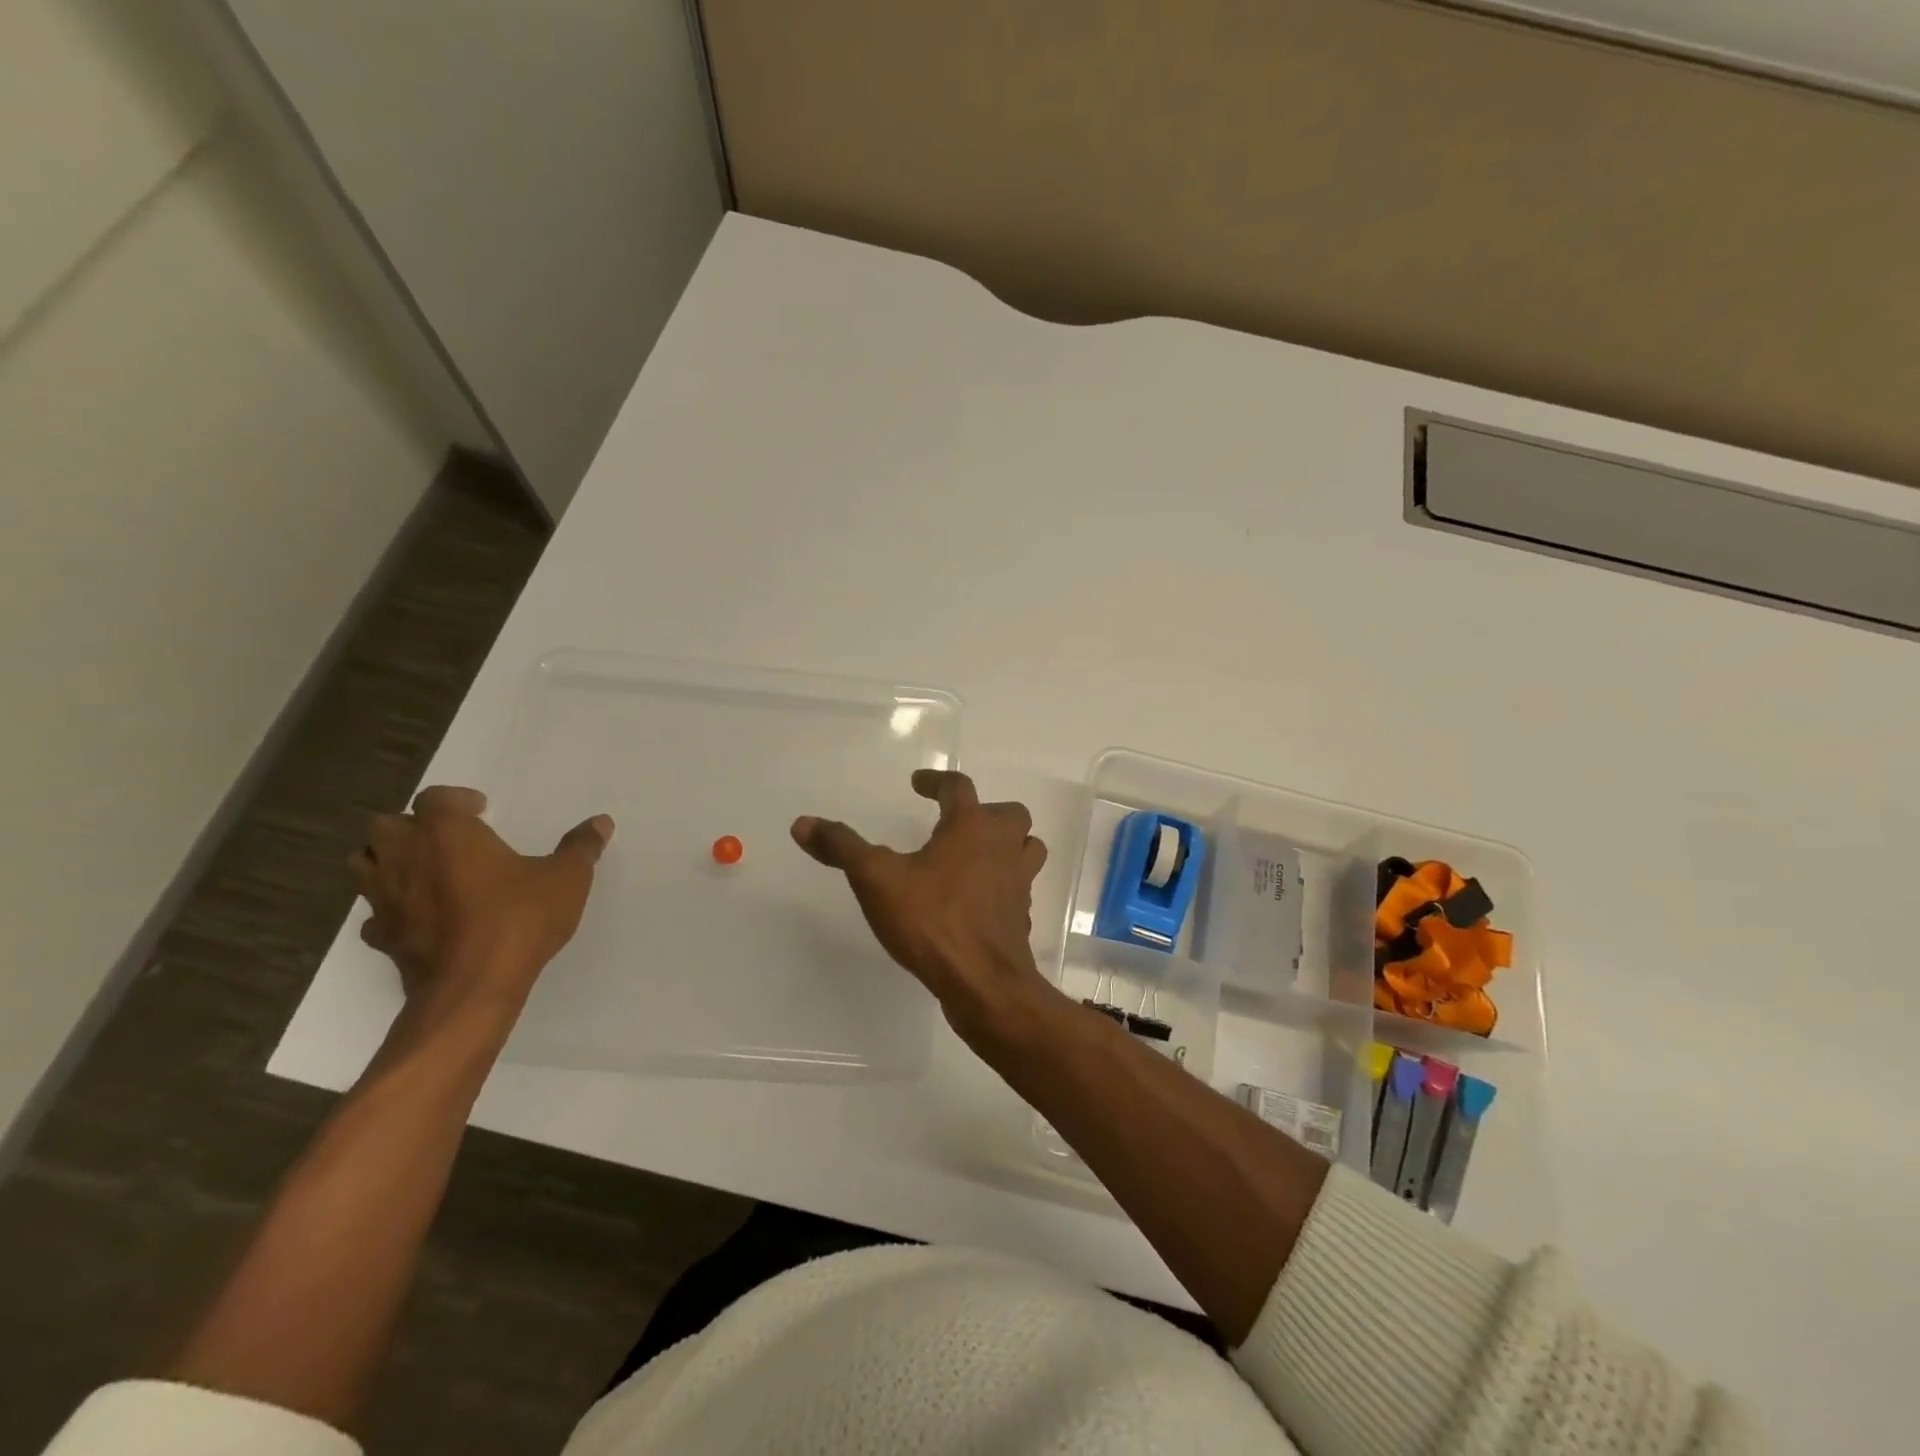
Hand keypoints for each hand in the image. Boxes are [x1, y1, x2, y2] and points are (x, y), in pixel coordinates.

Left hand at [349, 785, 612, 1008]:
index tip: (482, 810)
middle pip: (386, 825)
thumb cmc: (519, 919)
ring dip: (389, 861)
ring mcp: (385, 898)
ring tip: (426, 871)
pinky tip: (420, 918)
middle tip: (449, 839)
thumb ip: (581, 847)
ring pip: (365, 864)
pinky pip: (375, 913)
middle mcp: (405, 857)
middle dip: (412, 827)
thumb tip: (601, 823)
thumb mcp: (567, 878)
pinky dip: (391, 909)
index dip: (457, 800)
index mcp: (447, 833)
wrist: (473, 987)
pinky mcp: (381, 937)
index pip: (435, 798)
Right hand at [791, 769, 1049, 1037]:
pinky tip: (979, 898)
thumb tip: (803, 822)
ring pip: (1025, 847)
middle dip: (983, 811)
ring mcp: (1018, 882)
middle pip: (1008, 813)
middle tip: (954, 822)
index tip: (918, 783)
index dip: (936, 781)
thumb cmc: (932, 922)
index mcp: (972, 827)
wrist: (984, 983)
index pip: (958, 788)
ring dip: (1007, 843)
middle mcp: (1003, 847)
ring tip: (977, 853)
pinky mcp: (1021, 915)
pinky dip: (1004, 882)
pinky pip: (1019, 885)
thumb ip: (842, 848)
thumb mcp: (876, 880)